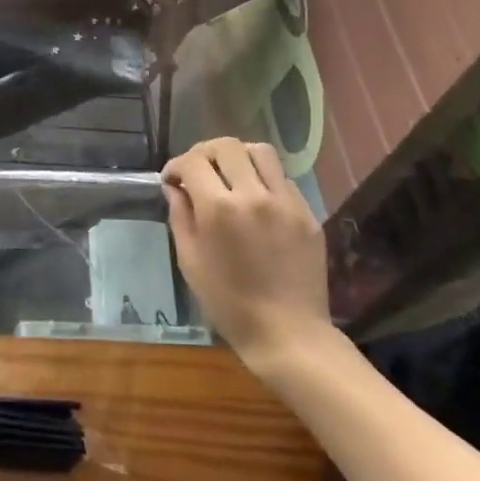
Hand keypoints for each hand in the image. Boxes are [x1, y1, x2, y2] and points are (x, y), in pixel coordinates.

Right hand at [162, 139, 329, 371]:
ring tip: (231, 175)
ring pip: (260, 151)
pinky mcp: (307, 212)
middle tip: (198, 171)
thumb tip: (175, 188)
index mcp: (219, 209)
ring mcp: (285, 201)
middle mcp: (253, 195)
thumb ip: (181, 217)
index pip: (193, 162)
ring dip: (239, 156)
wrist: (288, 334)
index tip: (172, 179)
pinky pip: (282, 178)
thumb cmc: (229, 304)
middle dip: (205, 152)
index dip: (177, 165)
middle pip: (226, 146)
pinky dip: (264, 179)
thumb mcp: (190, 262)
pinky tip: (257, 200)